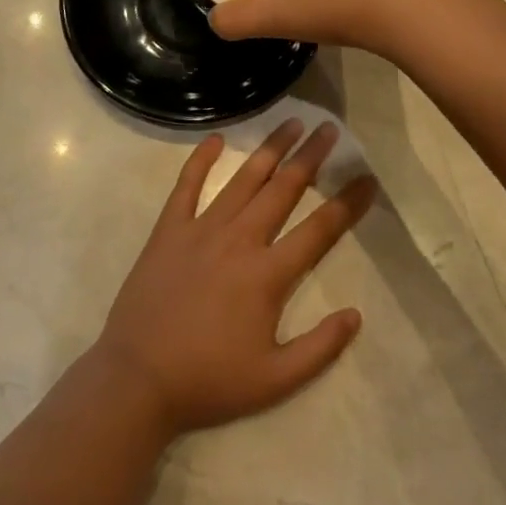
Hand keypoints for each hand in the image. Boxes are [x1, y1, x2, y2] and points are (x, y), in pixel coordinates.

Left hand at [92, 120, 375, 437]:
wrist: (137, 379)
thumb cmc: (209, 381)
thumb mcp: (274, 382)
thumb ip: (320, 348)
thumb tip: (356, 315)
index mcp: (268, 274)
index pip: (319, 229)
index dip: (348, 202)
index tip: (368, 178)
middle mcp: (240, 239)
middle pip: (284, 188)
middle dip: (311, 156)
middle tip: (329, 128)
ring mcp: (202, 229)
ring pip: (243, 179)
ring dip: (270, 149)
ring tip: (290, 122)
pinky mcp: (170, 229)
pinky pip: (187, 185)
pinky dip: (201, 160)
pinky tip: (215, 138)